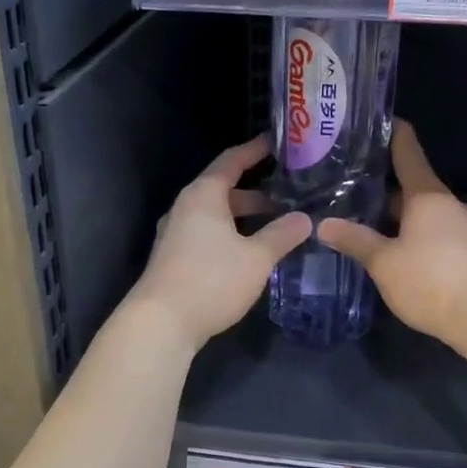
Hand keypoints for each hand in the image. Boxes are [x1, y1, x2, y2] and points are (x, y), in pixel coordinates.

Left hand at [128, 136, 311, 351]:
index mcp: (203, 195)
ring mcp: (177, 233)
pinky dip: (232, 233)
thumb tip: (305, 218)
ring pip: (217, 214)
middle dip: (257, 191)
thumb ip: (282, 235)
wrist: (161, 323)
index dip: (256, 150)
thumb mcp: (256, 258)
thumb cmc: (211, 280)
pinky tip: (252, 251)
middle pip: (224, 189)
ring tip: (278, 224)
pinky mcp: (175, 257)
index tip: (279, 143)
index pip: (232, 160)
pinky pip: (209, 233)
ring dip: (245, 216)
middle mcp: (186, 207)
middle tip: (290, 193)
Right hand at [318, 121, 466, 344]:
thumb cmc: (430, 280)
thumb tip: (323, 224)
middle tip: (351, 185)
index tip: (376, 121)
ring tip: (367, 220)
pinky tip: (396, 250)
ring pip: (424, 211)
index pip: (408, 151)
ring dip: (399, 214)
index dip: (392, 133)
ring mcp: (464, 227)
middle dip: (384, 185)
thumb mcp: (383, 262)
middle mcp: (449, 203)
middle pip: (413, 184)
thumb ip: (354, 240)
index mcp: (427, 195)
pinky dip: (415, 232)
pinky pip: (436, 231)